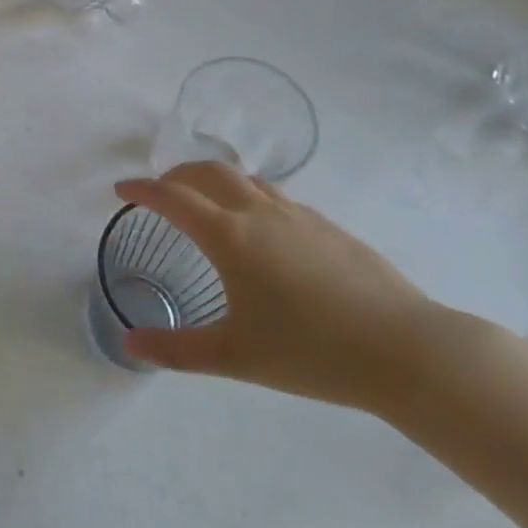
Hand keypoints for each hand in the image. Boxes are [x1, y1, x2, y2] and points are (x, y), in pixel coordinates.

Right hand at [114, 163, 440, 412]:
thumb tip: (128, 346)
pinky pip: (276, 196)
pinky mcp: (329, 226)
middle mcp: (259, 212)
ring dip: (215, 179)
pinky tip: (261, 229)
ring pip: (246, 179)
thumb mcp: (234, 356)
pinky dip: (250, 196)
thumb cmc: (311, 351)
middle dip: (176, 173)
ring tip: (206, 201)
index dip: (141, 190)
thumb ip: (175, 350)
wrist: (406, 349)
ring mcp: (298, 215)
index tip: (120, 190)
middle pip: (208, 171)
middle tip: (160, 190)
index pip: (172, 197)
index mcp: (229, 235)